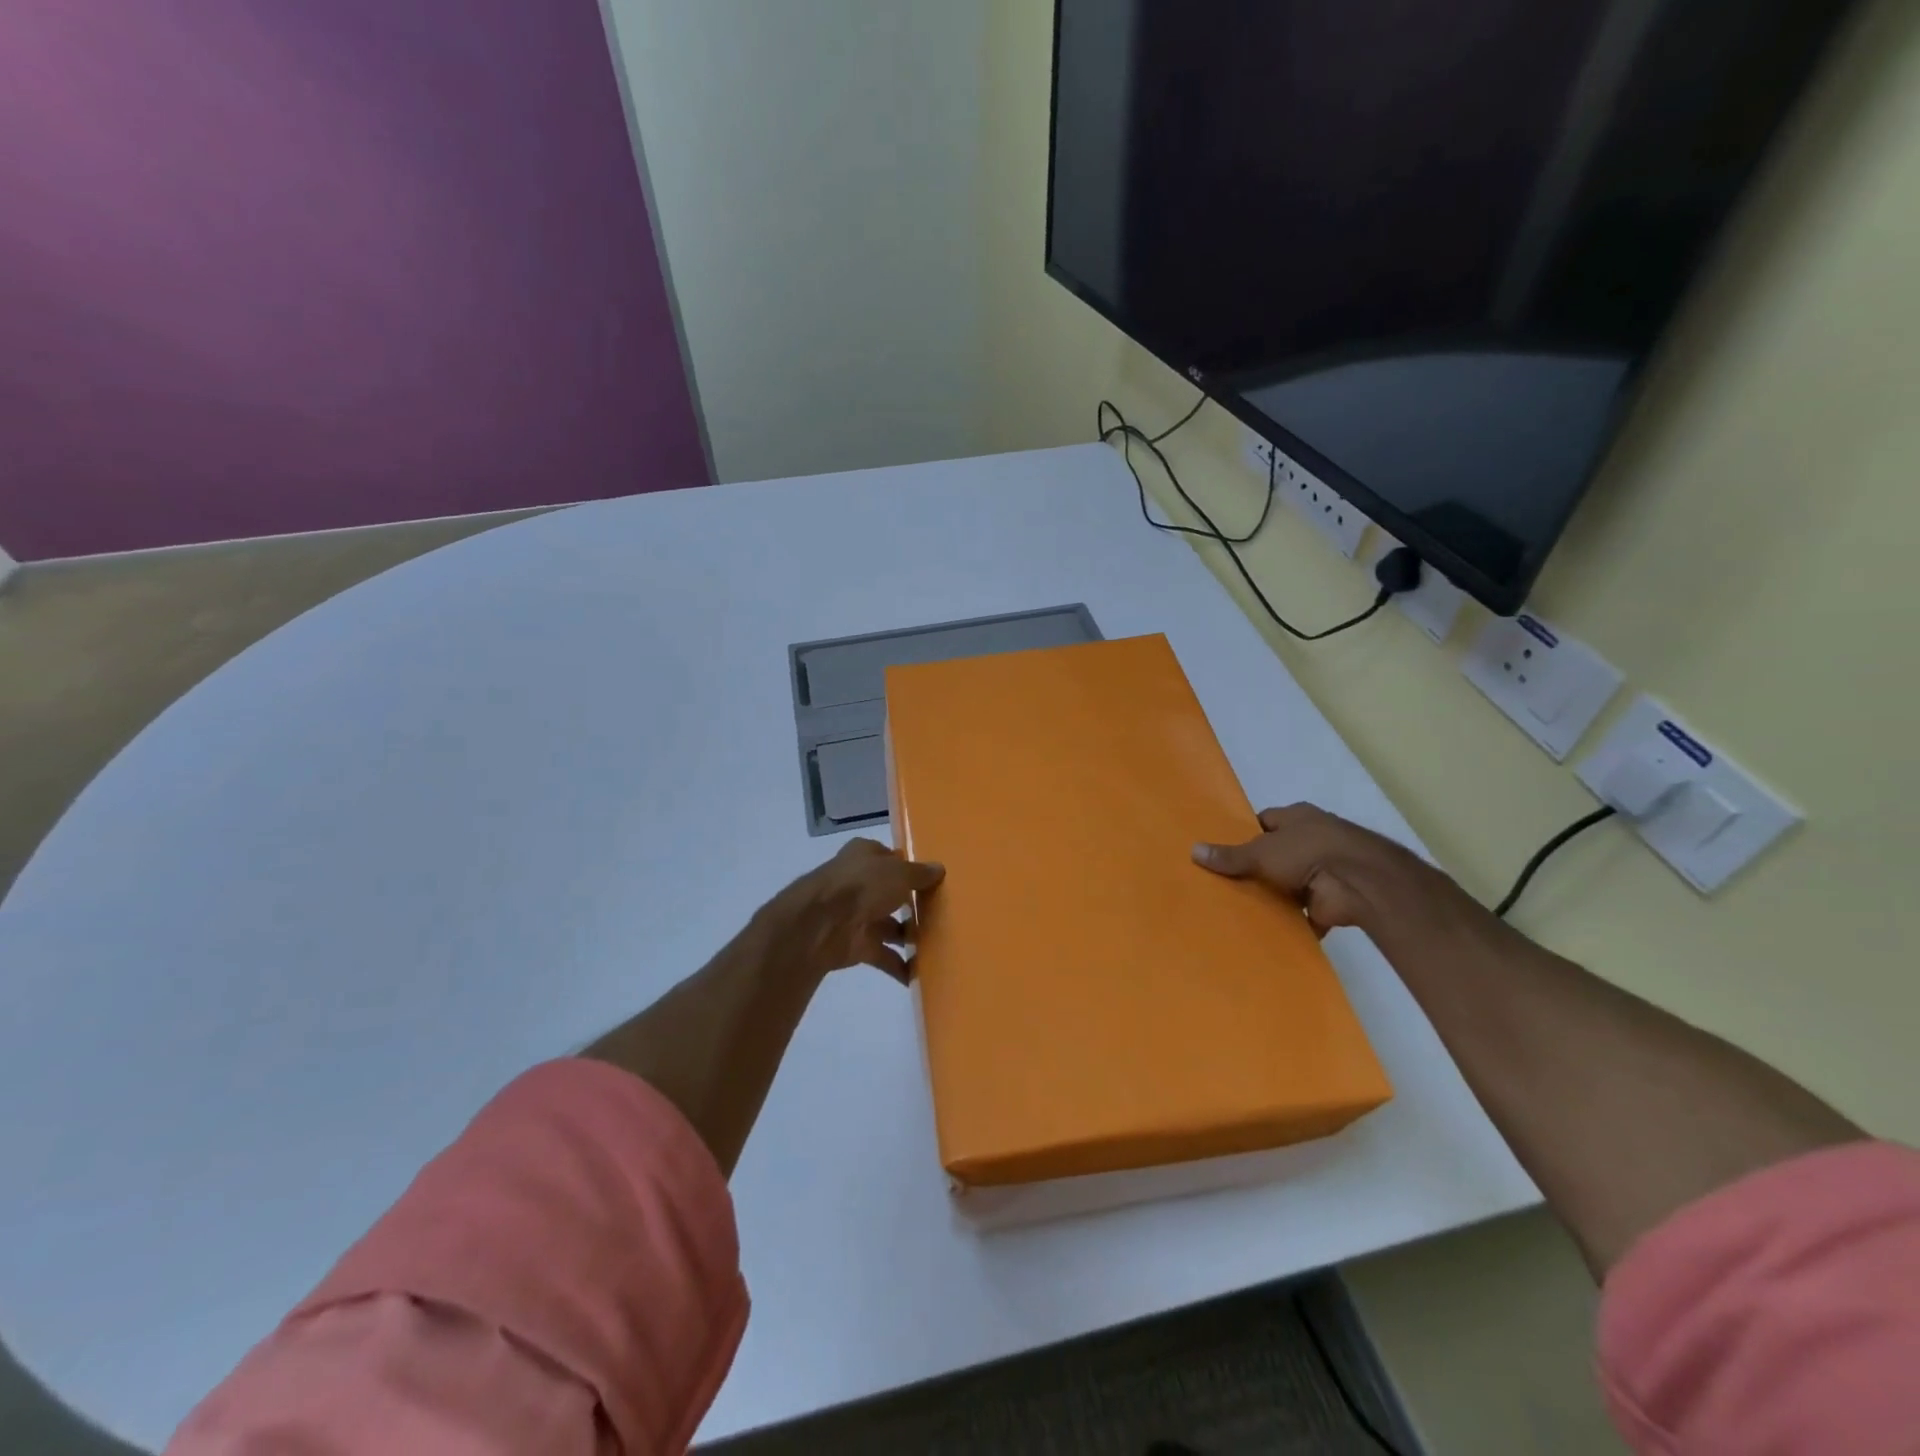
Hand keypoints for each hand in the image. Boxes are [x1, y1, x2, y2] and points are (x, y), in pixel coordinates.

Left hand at [763, 839, 944, 984]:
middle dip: (910, 903)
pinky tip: (920, 975)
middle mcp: (859, 883)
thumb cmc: (862, 886)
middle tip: (942, 914)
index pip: (888, 857)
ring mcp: (856, 915)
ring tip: (939, 945)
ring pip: (888, 925)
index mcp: (864, 856)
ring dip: (908, 936)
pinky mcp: (855, 945)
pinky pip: (883, 956)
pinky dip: (899, 966)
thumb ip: (920, 874)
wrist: (821, 925)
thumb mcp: (899, 873)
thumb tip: (940, 869)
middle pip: (889, 892)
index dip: (907, 866)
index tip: (931, 879)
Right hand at [1192, 804, 1433, 936]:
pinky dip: (1290, 924)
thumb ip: (1229, 855)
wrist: (1359, 881)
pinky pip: (1303, 914)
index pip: (1265, 823)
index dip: (1244, 836)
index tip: (1222, 851)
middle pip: (1275, 854)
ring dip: (1273, 897)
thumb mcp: (1260, 851)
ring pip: (1288, 885)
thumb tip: (1193, 850)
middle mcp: (1311, 840)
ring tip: (1237, 910)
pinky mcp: (1330, 901)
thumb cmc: (1307, 852)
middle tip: (1223, 884)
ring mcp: (1323, 871)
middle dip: (1256, 869)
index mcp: (1297, 818)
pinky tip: (1265, 933)